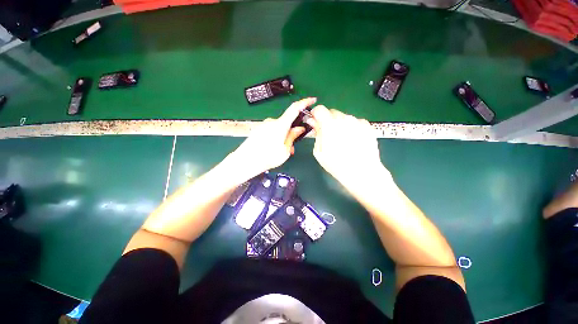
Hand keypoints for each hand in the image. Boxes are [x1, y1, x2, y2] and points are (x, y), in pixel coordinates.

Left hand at [231, 98, 316, 175]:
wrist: (245, 161)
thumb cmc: (267, 157)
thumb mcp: (285, 150)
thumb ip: (293, 137)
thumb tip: (299, 128)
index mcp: (280, 125)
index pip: (295, 108)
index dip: (304, 102)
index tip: (312, 100)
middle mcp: (272, 122)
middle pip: (287, 123)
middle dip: (292, 133)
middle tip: (293, 147)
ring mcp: (264, 125)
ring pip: (279, 128)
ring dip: (284, 137)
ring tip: (283, 151)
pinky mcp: (259, 129)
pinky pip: (272, 131)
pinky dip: (276, 137)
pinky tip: (274, 148)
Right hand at [309, 105, 385, 188]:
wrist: (361, 172)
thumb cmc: (336, 164)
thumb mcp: (319, 151)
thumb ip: (316, 133)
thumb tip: (313, 122)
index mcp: (329, 124)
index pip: (319, 109)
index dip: (316, 114)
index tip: (315, 122)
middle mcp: (344, 118)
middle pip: (332, 112)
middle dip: (328, 120)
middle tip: (329, 134)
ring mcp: (357, 121)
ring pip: (345, 118)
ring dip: (341, 124)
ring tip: (343, 140)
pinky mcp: (368, 126)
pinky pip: (356, 122)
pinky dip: (352, 128)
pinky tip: (354, 140)